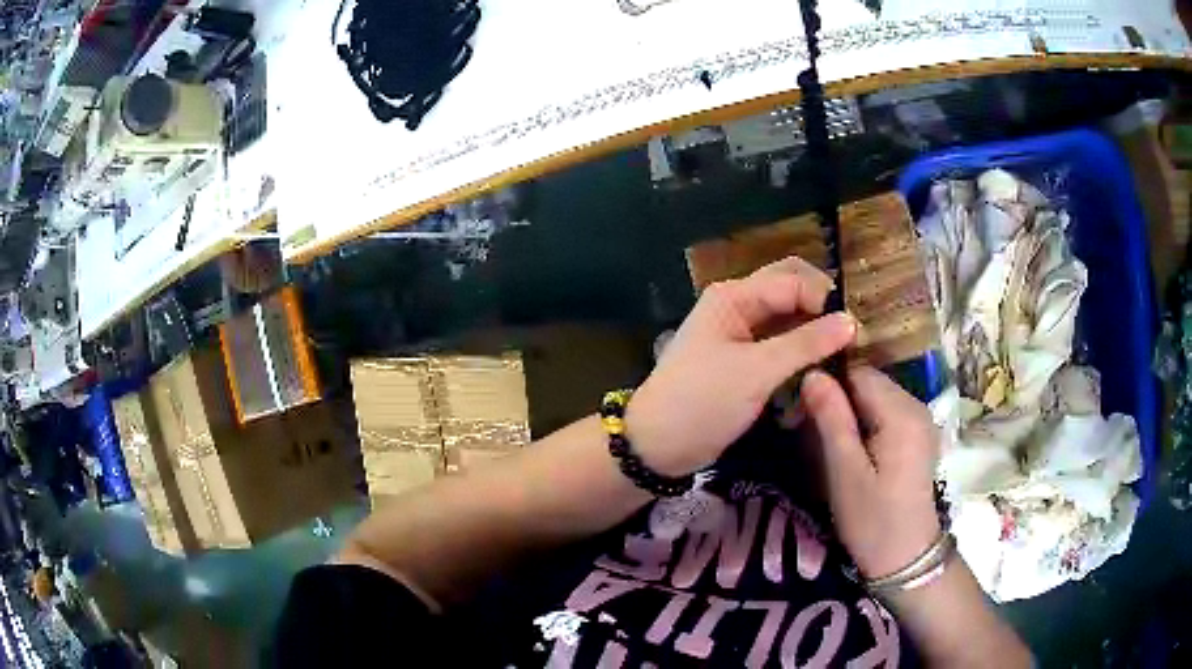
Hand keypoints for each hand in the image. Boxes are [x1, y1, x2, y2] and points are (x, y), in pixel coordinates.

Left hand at [626, 257, 856, 476]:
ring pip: (787, 320)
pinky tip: (820, 368)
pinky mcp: (744, 362)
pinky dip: (800, 354)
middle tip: (852, 336)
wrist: (658, 445)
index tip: (856, 330)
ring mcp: (741, 335)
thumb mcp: (757, 371)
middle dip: (821, 309)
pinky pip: (780, 346)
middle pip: (790, 293)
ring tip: (844, 353)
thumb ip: (805, 344)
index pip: (792, 281)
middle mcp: (738, 306)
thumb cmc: (703, 401)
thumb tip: (851, 321)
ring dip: (813, 333)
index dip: (825, 299)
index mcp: (734, 296)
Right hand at [802, 366, 940, 578]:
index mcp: (902, 413)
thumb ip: (831, 420)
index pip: (859, 373)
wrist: (906, 557)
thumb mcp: (845, 473)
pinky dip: (867, 421)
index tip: (802, 409)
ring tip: (829, 441)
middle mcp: (917, 406)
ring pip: (878, 396)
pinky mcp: (919, 435)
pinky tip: (853, 447)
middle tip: (810, 429)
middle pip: (870, 382)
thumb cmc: (872, 519)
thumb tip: (812, 374)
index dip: (829, 384)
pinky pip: (888, 412)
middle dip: (839, 397)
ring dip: (852, 411)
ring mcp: (922, 420)